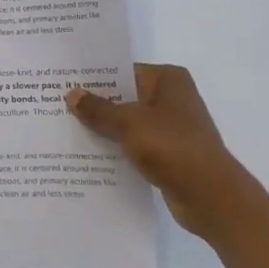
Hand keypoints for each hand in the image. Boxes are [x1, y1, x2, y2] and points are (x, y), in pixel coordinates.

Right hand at [66, 64, 253, 233]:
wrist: (211, 196)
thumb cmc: (172, 147)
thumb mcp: (128, 123)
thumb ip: (98, 109)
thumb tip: (72, 94)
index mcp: (167, 79)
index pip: (123, 71)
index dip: (94, 77)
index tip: (64, 82)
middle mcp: (172, 98)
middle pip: (124, 96)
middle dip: (95, 104)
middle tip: (57, 105)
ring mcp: (172, 127)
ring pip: (128, 122)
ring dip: (104, 129)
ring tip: (66, 130)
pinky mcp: (169, 153)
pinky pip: (135, 145)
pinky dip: (117, 149)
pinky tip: (89, 156)